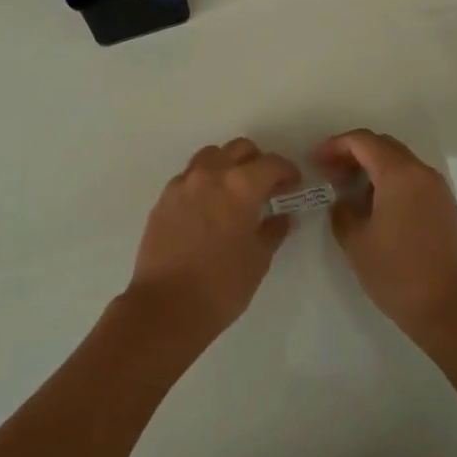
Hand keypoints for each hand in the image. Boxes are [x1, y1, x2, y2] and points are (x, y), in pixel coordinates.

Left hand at [125, 138, 300, 340]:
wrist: (166, 306)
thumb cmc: (222, 285)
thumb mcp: (258, 259)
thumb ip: (273, 230)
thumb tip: (282, 217)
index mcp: (240, 185)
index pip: (272, 164)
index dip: (287, 172)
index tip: (293, 186)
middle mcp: (210, 174)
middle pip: (239, 149)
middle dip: (257, 162)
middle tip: (266, 187)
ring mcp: (182, 184)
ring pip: (211, 156)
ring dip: (228, 165)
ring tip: (234, 192)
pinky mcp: (163, 199)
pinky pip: (189, 177)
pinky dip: (205, 182)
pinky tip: (209, 208)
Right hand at [315, 129, 456, 337]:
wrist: (453, 309)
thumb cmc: (399, 273)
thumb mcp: (357, 243)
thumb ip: (343, 212)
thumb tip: (343, 201)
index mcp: (400, 174)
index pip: (363, 141)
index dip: (335, 146)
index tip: (316, 162)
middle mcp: (422, 173)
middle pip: (384, 146)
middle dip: (354, 154)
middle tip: (330, 175)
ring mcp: (438, 190)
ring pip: (400, 163)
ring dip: (372, 169)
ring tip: (348, 192)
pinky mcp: (445, 208)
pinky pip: (413, 181)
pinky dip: (390, 183)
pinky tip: (374, 208)